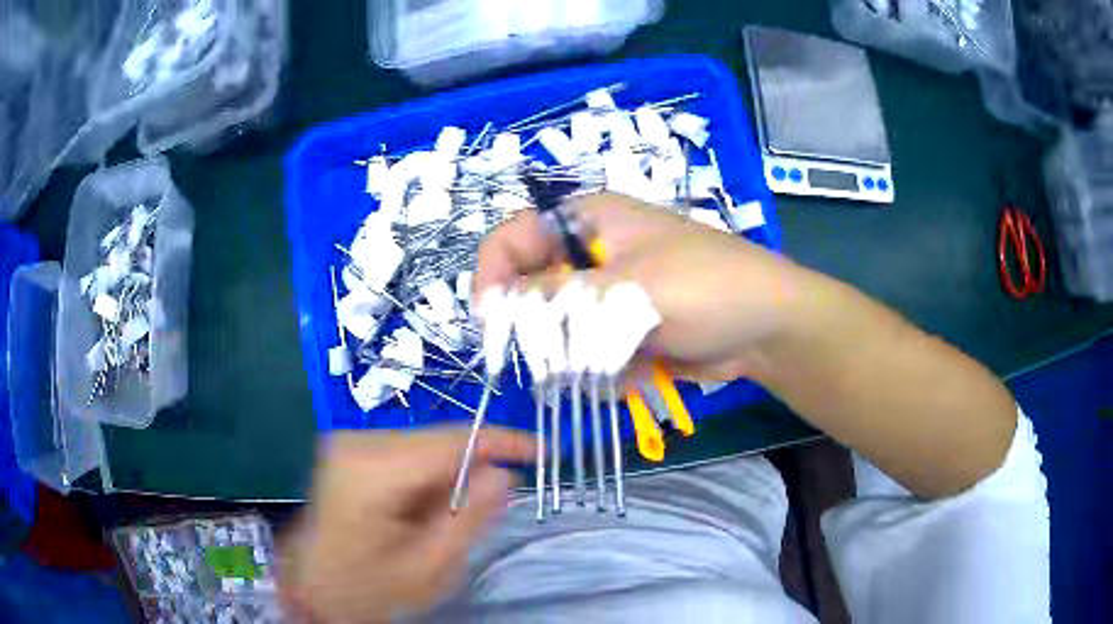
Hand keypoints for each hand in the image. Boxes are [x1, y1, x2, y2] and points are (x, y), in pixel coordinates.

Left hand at [279, 428, 534, 622]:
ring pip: (424, 444)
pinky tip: (420, 510)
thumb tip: (503, 474)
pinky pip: (407, 452)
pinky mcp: (350, 449)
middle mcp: (357, 442)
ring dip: (447, 476)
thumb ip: (468, 519)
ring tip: (441, 520)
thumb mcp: (428, 568)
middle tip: (487, 508)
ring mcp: (349, 442)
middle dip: (472, 468)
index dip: (502, 441)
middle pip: (437, 439)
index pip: (451, 441)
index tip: (542, 451)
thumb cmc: (368, 588)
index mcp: (372, 471)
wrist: (315, 587)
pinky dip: (426, 477)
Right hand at [474, 193, 806, 382]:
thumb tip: (495, 308)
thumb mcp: (630, 289)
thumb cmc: (706, 288)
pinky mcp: (621, 328)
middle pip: (530, 290)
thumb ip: (559, 299)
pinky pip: (586, 352)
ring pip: (557, 329)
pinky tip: (639, 370)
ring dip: (578, 355)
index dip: (493, 276)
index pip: (512, 238)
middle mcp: (589, 254)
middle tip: (569, 353)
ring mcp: (606, 294)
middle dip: (545, 328)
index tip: (492, 322)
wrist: (767, 327)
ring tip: (619, 361)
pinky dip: (603, 368)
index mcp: (587, 221)